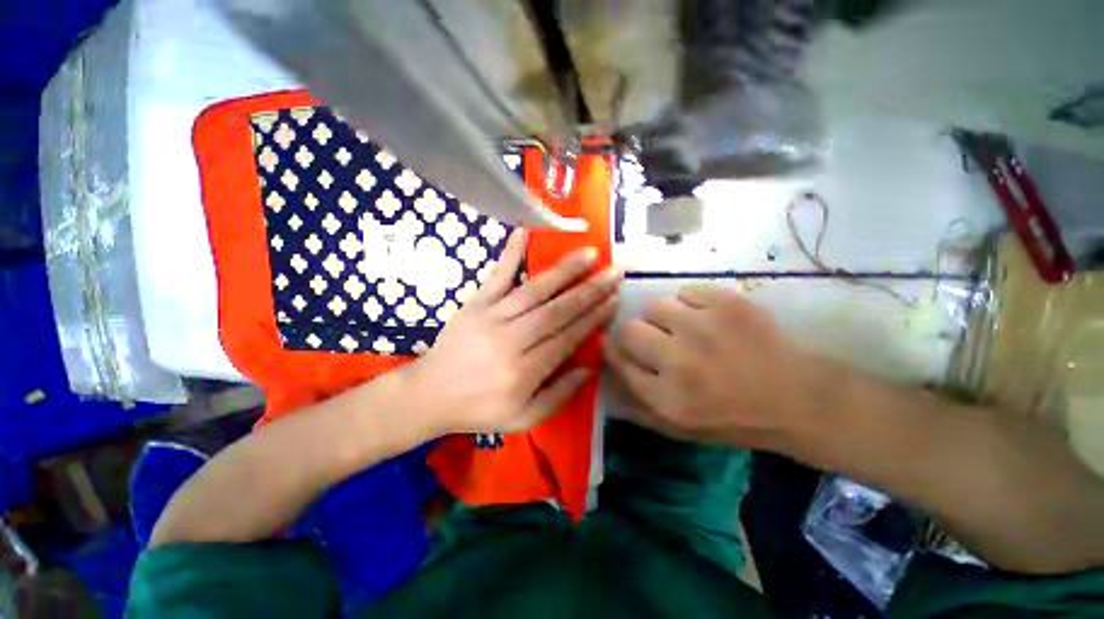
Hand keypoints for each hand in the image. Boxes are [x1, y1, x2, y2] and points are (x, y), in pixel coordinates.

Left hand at [408, 229, 621, 435]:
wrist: (429, 395)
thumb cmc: (479, 409)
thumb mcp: (523, 419)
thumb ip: (558, 395)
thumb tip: (589, 366)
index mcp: (524, 372)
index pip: (567, 338)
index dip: (593, 319)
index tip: (615, 300)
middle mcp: (511, 341)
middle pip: (556, 311)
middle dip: (589, 291)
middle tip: (614, 272)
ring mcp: (491, 317)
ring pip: (534, 291)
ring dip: (563, 271)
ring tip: (588, 253)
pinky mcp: (475, 304)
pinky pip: (495, 277)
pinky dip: (509, 254)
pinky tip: (523, 232)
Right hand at [605, 284, 837, 449]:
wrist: (800, 399)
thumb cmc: (736, 419)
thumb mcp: (681, 430)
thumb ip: (638, 408)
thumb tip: (608, 377)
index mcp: (666, 397)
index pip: (617, 360)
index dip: (617, 351)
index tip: (625, 349)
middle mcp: (678, 361)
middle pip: (629, 329)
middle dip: (636, 333)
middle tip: (656, 338)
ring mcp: (703, 328)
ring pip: (655, 305)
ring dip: (664, 317)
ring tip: (684, 326)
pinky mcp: (727, 304)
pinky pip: (686, 291)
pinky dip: (691, 303)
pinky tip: (708, 318)